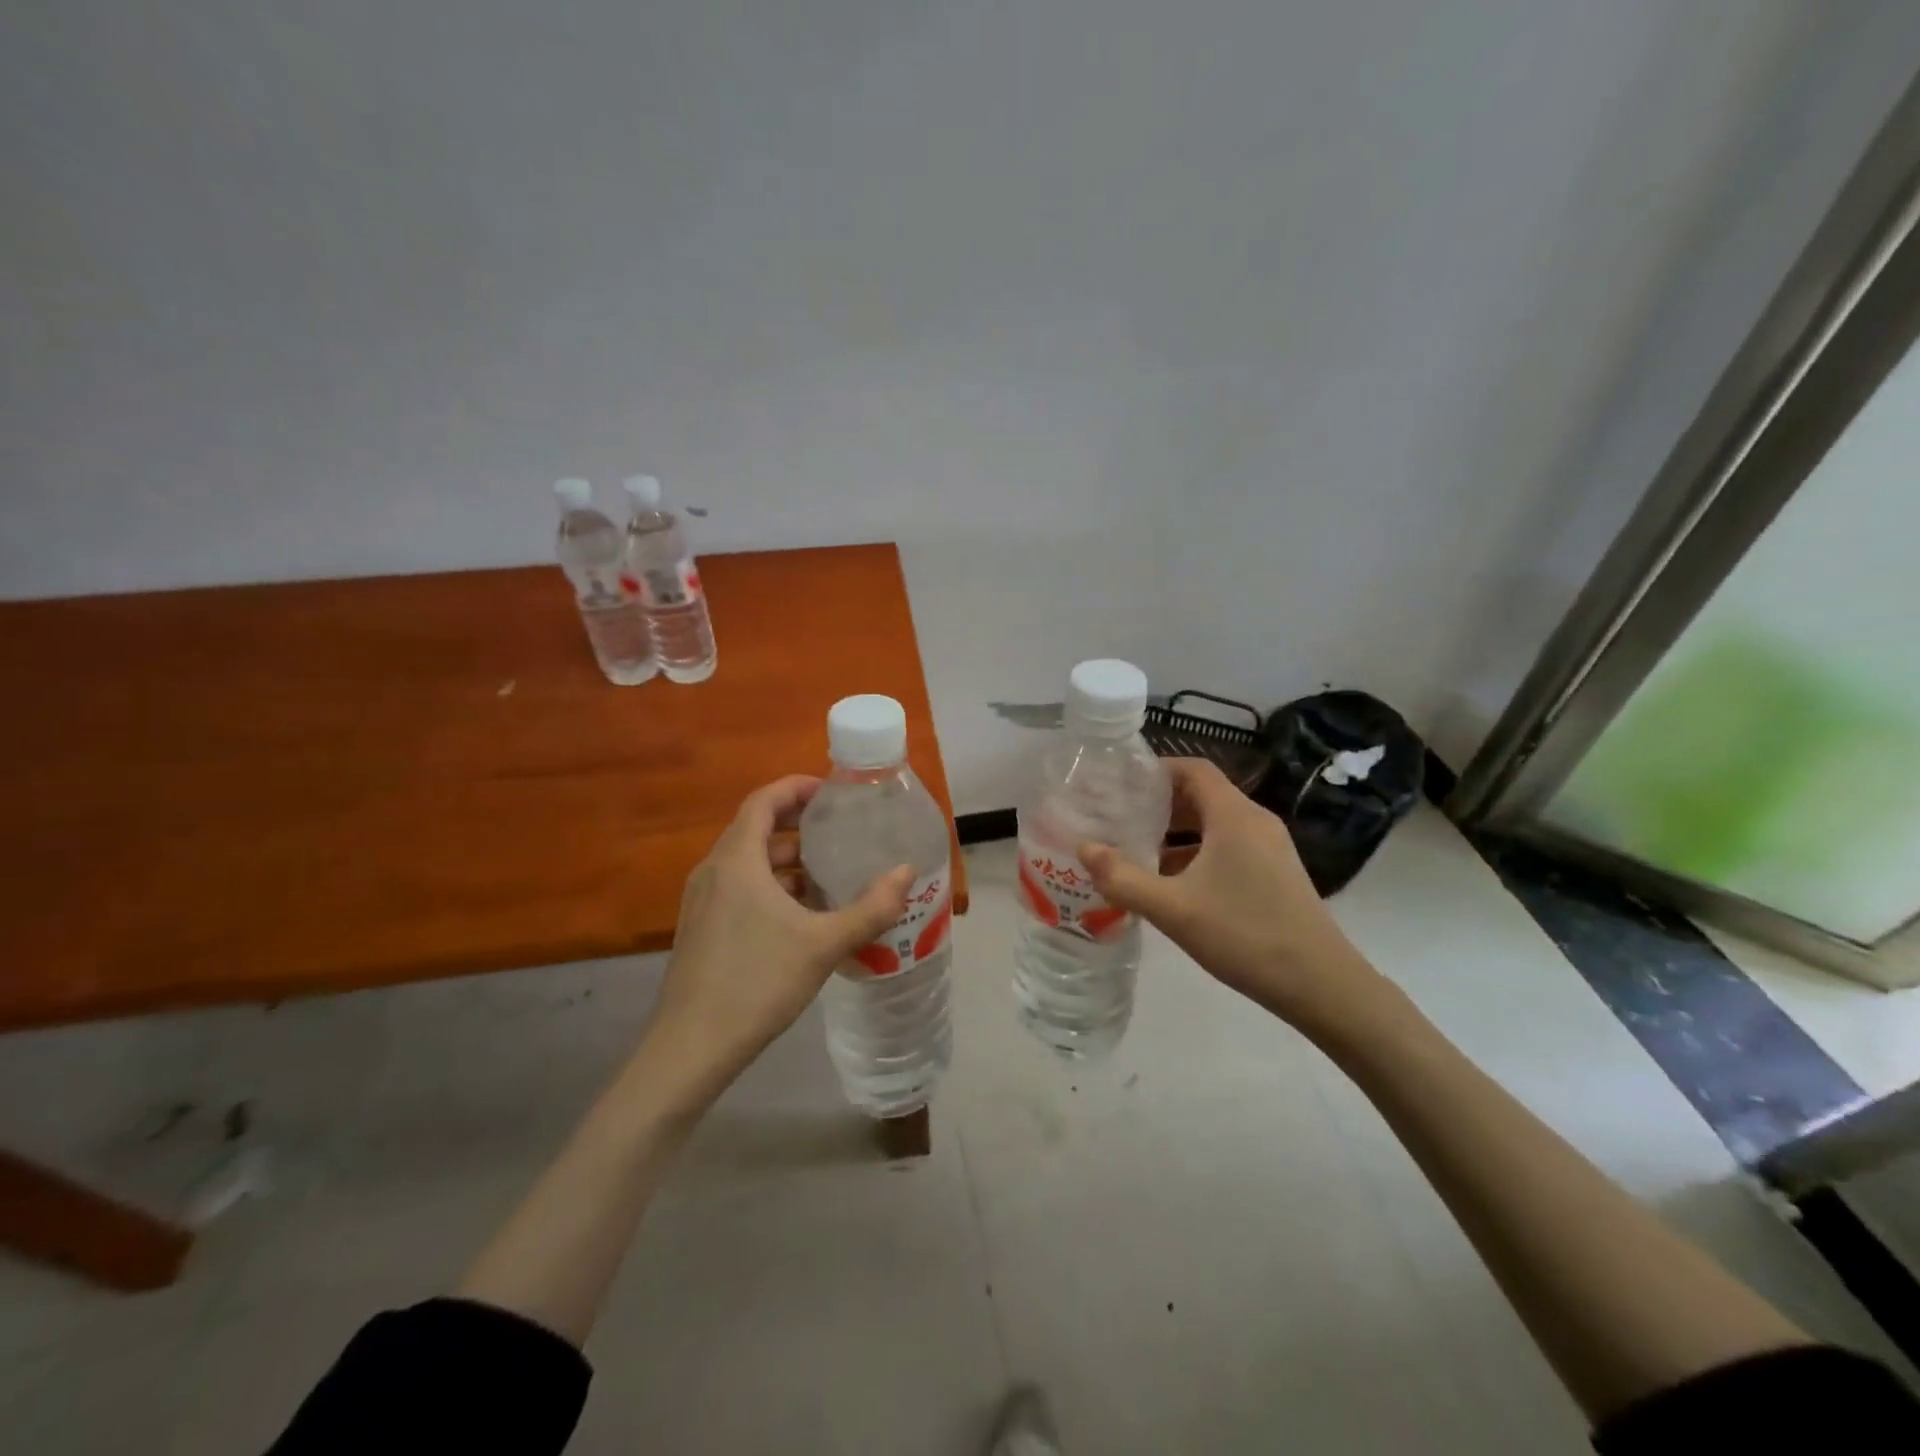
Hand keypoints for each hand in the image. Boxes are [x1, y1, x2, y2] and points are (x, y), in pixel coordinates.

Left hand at [641, 775, 913, 1101]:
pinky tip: (803, 917)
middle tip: (841, 833)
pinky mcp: (702, 929)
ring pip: (749, 864)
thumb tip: (906, 873)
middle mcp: (714, 871)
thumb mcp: (823, 944)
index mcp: (737, 860)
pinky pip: (740, 889)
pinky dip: (772, 888)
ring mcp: (702, 902)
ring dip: (787, 862)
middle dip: (800, 827)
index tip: (832, 791)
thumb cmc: (757, 982)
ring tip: (830, 875)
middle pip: (757, 830)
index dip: (797, 788)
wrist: (691, 1048)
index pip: (763, 800)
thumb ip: (870, 908)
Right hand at [1079, 759, 1387, 1036]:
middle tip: (1117, 818)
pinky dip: (1196, 854)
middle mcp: (1255, 822)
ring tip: (1135, 850)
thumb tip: (1084, 849)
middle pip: (1201, 795)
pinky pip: (1228, 847)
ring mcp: (1269, 848)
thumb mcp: (1174, 909)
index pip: (1193, 769)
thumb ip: (1124, 879)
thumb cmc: (1245, 935)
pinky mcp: (1275, 873)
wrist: (1321, 985)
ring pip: (1214, 824)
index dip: (1155, 770)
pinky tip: (1171, 884)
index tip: (1119, 785)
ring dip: (1176, 833)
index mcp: (1234, 816)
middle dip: (1159, 804)